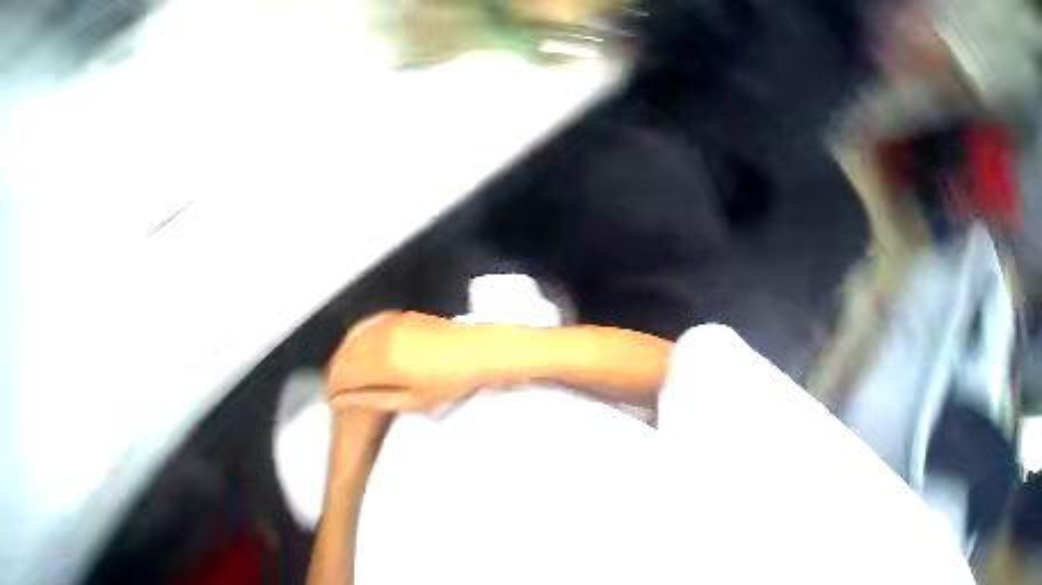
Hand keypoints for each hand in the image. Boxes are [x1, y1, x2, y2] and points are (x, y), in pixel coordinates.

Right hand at [326, 311, 489, 411]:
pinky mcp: (407, 316)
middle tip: (344, 388)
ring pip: (357, 337)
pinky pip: (374, 324)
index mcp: (383, 360)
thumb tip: (344, 398)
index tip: (337, 399)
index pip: (342, 373)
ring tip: (355, 372)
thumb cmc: (453, 378)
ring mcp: (396, 323)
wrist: (480, 350)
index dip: (335, 389)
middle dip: (338, 372)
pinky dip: (364, 337)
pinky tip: (370, 348)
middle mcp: (385, 337)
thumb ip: (373, 398)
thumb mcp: (412, 400)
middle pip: (345, 353)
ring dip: (349, 354)